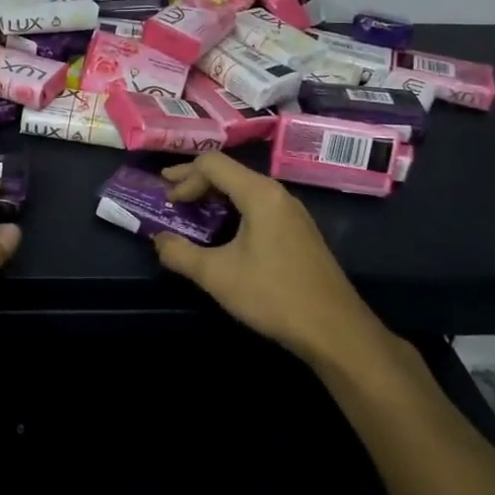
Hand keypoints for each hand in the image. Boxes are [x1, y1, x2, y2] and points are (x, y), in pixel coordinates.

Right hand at [154, 152, 393, 374]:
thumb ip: (179, 254)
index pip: (213, 164)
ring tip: (192, 214)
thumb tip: (158, 240)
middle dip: (195, 182)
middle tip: (171, 200)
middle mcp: (278, 194)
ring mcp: (292, 213)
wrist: (335, 330)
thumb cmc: (273, 295)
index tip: (165, 199)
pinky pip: (258, 206)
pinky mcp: (298, 232)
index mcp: (259, 194)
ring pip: (245, 189)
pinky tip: (223, 234)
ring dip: (214, 197)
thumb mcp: (217, 276)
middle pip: (229, 172)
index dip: (183, 176)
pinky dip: (233, 210)